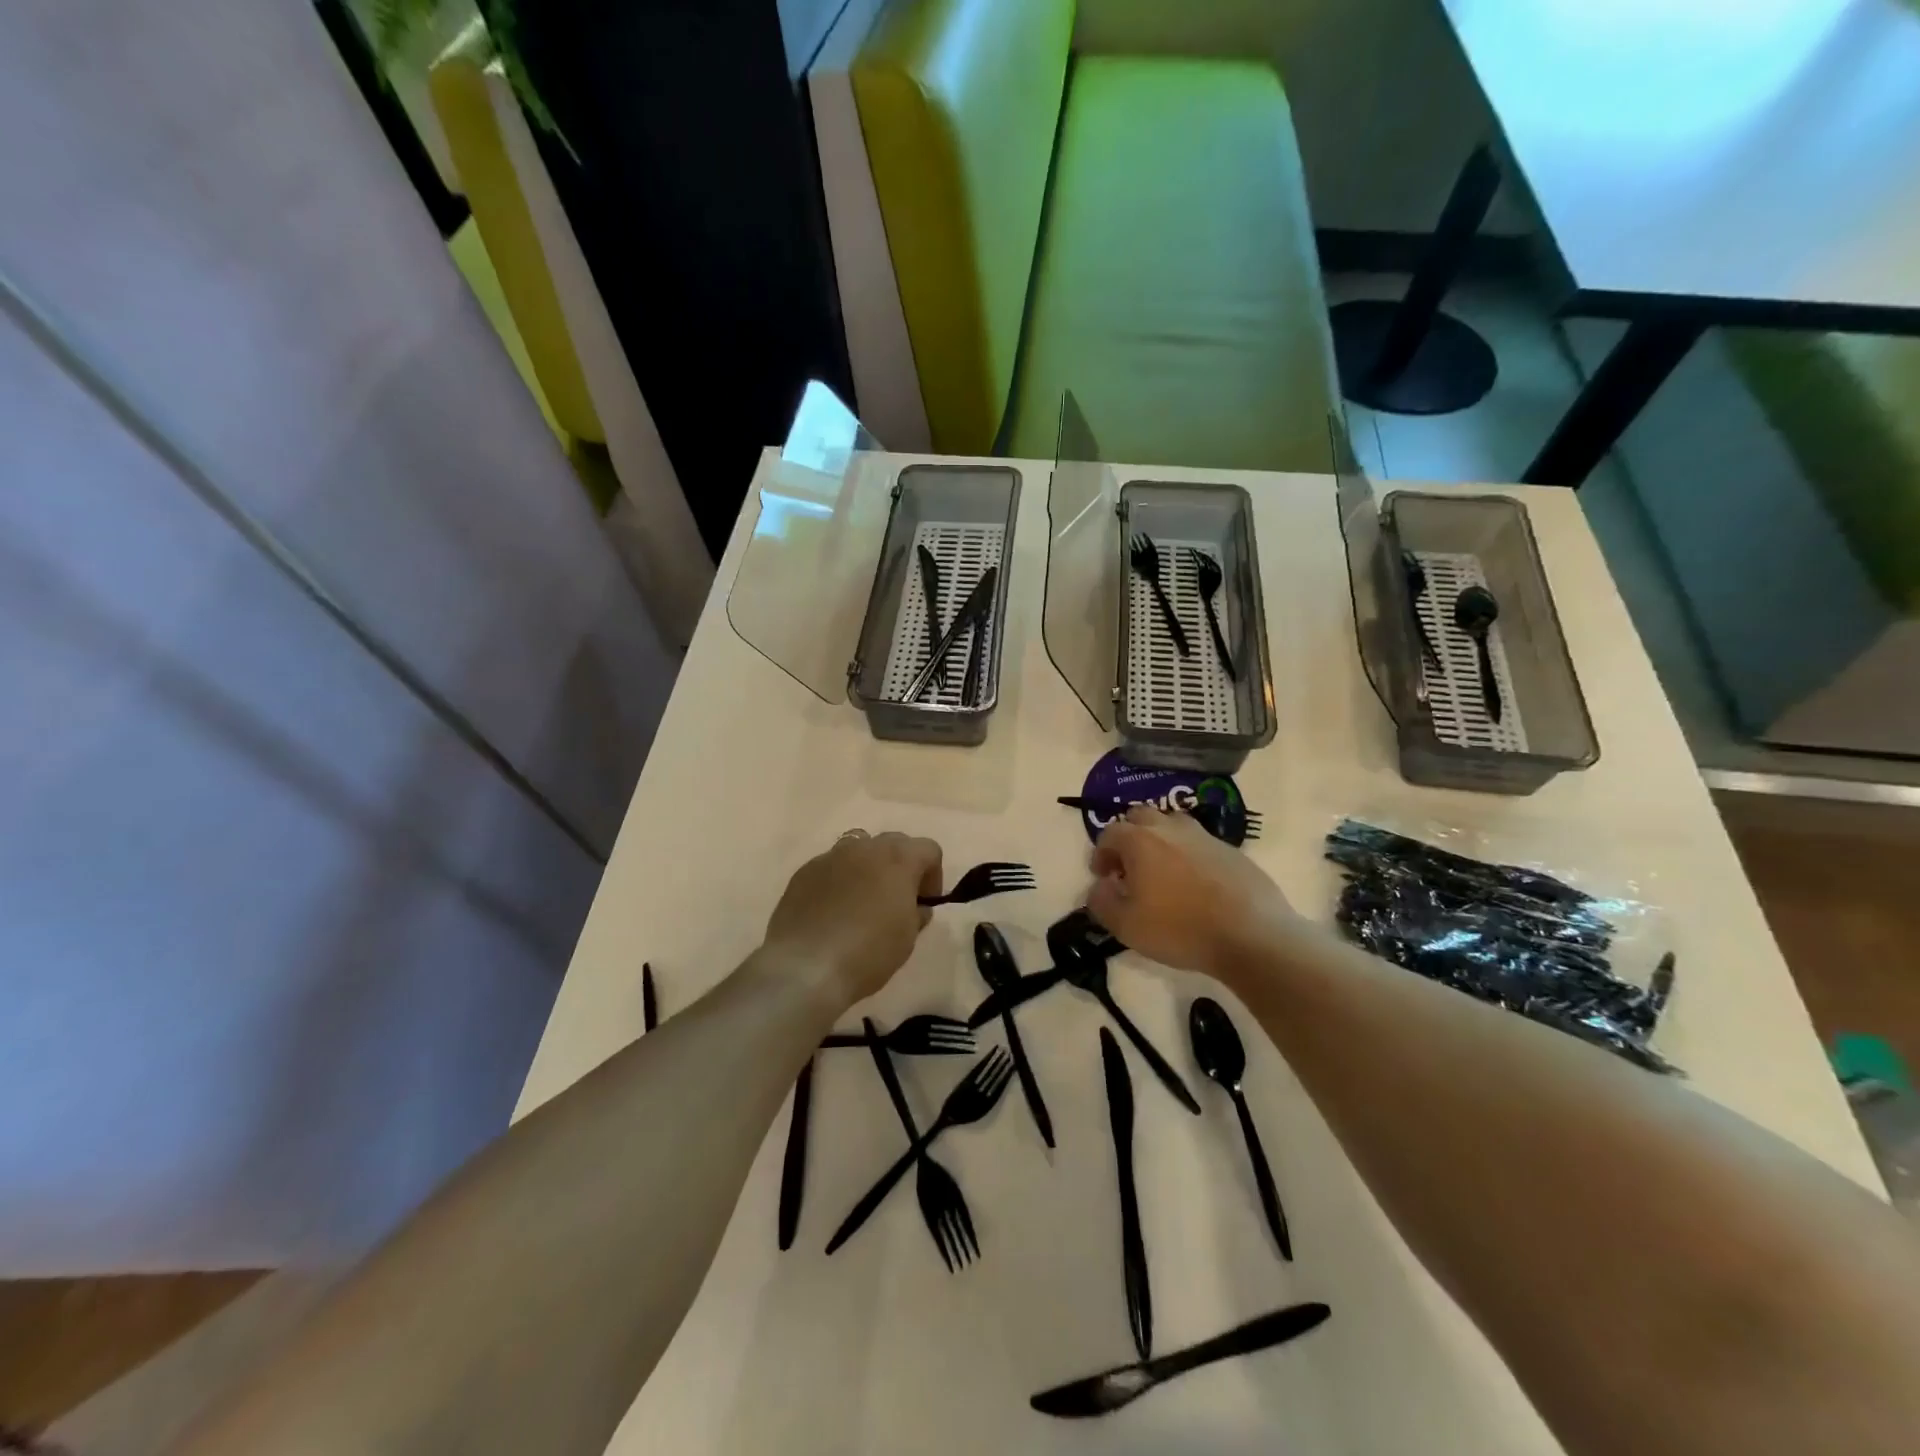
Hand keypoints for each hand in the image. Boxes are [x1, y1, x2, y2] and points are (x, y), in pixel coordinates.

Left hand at [763, 830, 942, 1010]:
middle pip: (893, 843)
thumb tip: (915, 906)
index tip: (925, 903)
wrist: (805, 968)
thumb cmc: (868, 952)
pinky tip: (832, 912)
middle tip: (897, 900)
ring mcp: (830, 857)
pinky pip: (830, 867)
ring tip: (863, 902)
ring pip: (858, 850)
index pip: (929, 849)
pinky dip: (839, 881)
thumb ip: (916, 913)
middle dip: (901, 866)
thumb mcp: (907, 938)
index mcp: (898, 859)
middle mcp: (864, 847)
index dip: (933, 875)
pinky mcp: (803, 872)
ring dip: (868, 868)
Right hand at [1086, 807, 1298, 979]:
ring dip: (1160, 841)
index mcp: (1140, 840)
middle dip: (1129, 837)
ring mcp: (1205, 836)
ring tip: (1162, 872)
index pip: (1110, 832)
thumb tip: (1099, 886)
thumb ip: (1102, 902)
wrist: (1251, 935)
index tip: (1103, 876)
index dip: (1101, 853)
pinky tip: (1195, 885)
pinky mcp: (1232, 851)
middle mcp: (1171, 828)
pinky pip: (1200, 844)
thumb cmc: (1180, 929)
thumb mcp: (1125, 926)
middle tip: (1129, 867)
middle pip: (1141, 817)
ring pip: (1173, 825)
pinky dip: (1189, 855)